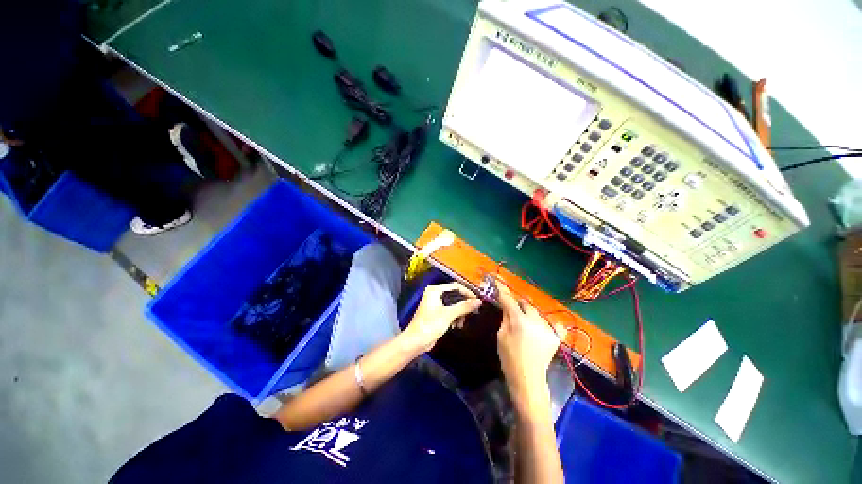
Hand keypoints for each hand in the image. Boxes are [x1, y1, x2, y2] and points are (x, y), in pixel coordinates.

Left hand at [403, 282, 481, 352]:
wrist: (416, 342)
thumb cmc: (429, 325)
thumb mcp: (448, 315)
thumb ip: (464, 307)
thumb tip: (478, 301)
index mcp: (435, 290)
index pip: (456, 286)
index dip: (467, 293)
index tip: (477, 301)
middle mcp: (435, 294)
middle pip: (455, 295)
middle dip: (463, 305)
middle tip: (472, 312)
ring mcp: (435, 303)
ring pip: (454, 304)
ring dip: (460, 313)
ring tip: (461, 323)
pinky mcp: (436, 313)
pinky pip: (450, 311)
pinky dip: (455, 317)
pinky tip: (456, 325)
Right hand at [496, 280, 560, 408]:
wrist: (528, 379)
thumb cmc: (509, 358)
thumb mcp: (501, 336)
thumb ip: (505, 317)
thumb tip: (507, 305)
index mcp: (519, 321)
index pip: (508, 299)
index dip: (502, 289)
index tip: (498, 280)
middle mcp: (535, 321)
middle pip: (525, 303)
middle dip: (518, 304)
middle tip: (513, 309)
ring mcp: (547, 328)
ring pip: (537, 312)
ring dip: (530, 313)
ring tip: (526, 323)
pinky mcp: (556, 336)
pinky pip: (553, 323)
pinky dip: (548, 322)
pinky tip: (543, 327)